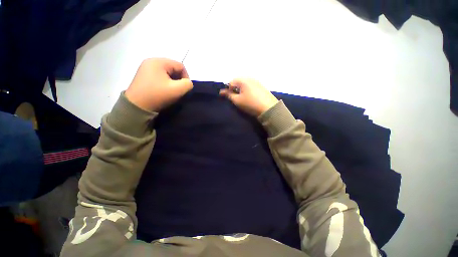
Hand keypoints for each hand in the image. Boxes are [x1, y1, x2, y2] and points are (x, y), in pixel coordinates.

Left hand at [125, 58, 192, 111]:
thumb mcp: (177, 90)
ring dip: (172, 81)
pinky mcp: (143, 75)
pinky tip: (163, 90)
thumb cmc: (158, 95)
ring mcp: (145, 68)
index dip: (186, 77)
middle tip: (177, 90)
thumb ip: (188, 84)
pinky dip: (165, 82)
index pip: (180, 66)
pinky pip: (159, 76)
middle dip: (178, 79)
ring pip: (167, 73)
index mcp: (158, 61)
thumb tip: (187, 83)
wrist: (137, 106)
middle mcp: (151, 61)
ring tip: (170, 91)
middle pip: (173, 68)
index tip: (184, 89)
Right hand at [219, 78, 278, 115]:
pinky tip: (250, 97)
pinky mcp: (261, 86)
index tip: (230, 98)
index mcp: (243, 80)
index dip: (228, 90)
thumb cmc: (250, 104)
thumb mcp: (237, 101)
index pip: (231, 82)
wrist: (269, 108)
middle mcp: (250, 78)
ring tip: (243, 98)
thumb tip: (221, 92)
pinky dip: (248, 90)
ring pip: (245, 83)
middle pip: (238, 81)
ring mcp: (257, 81)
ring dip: (241, 89)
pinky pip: (251, 85)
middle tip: (236, 98)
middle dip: (235, 89)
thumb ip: (229, 95)